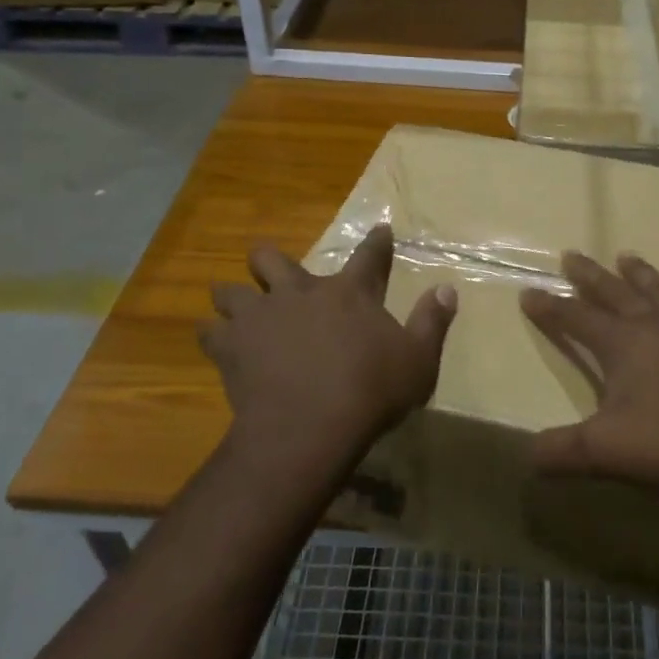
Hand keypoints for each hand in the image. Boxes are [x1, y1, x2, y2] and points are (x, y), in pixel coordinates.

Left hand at [204, 226, 455, 474]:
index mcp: (349, 292)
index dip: (378, 241)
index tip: (381, 230)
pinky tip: (218, 343)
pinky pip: (210, 331)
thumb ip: (432, 322)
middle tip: (273, 273)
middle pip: (272, 259)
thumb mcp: (418, 360)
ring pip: (231, 290)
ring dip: (234, 296)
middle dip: (269, 261)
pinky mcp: (232, 347)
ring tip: (236, 308)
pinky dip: (214, 335)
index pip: (369, 255)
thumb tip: (448, 289)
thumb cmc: (371, 392)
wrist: (309, 428)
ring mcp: (261, 316)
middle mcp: (301, 292)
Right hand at [519, 252, 658, 501]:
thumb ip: (560, 452)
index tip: (527, 291)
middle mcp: (654, 325)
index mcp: (621, 344)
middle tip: (571, 255)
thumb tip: (525, 455)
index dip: (549, 307)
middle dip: (589, 276)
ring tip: (626, 256)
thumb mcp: (606, 452)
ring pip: (658, 291)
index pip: (575, 318)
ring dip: (639, 274)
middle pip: (613, 292)